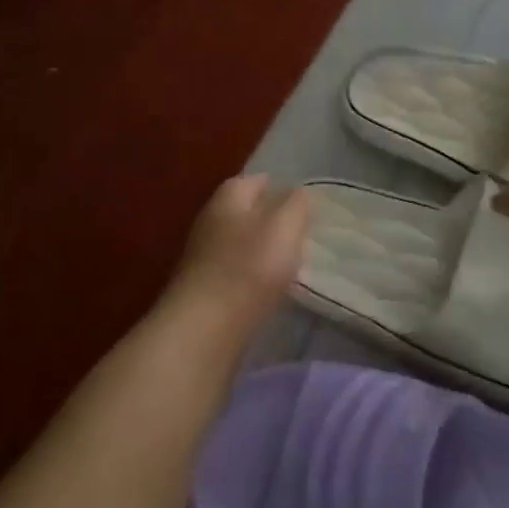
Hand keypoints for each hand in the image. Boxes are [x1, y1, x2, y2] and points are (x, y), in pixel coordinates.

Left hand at [165, 174, 309, 325]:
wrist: (204, 327)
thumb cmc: (249, 267)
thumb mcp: (285, 226)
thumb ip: (297, 204)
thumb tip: (299, 191)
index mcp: (229, 196)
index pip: (257, 180)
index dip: (281, 188)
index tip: (305, 203)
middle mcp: (211, 218)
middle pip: (247, 211)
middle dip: (272, 219)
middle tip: (301, 233)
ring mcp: (203, 253)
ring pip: (240, 241)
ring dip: (262, 249)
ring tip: (290, 262)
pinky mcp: (203, 286)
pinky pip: (234, 270)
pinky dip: (252, 274)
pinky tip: (268, 288)